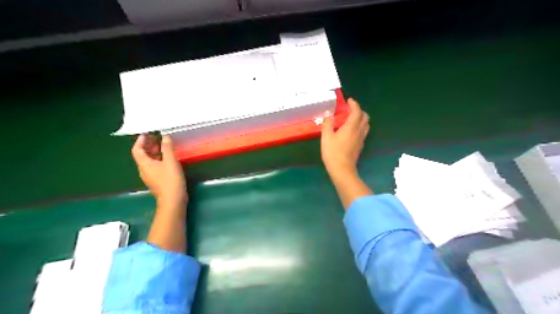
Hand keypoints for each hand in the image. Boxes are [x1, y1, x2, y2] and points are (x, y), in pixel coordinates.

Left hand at [132, 134, 187, 205]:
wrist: (173, 199)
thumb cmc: (170, 179)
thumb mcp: (170, 161)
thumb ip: (167, 148)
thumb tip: (165, 137)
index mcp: (144, 164)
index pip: (137, 150)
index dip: (141, 141)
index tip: (147, 134)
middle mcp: (144, 170)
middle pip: (142, 155)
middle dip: (148, 145)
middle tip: (157, 137)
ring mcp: (150, 176)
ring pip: (149, 161)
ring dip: (154, 152)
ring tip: (163, 145)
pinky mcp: (157, 180)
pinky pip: (155, 166)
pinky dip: (159, 159)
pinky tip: (168, 158)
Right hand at [321, 98, 369, 181]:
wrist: (342, 169)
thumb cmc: (333, 152)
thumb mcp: (326, 136)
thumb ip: (327, 123)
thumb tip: (328, 114)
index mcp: (351, 126)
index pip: (357, 111)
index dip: (354, 104)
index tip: (349, 100)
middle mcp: (359, 131)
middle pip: (365, 117)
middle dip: (359, 110)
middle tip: (349, 110)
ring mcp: (361, 139)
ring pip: (366, 124)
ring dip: (360, 118)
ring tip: (351, 119)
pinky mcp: (360, 146)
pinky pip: (363, 132)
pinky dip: (359, 126)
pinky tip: (350, 130)